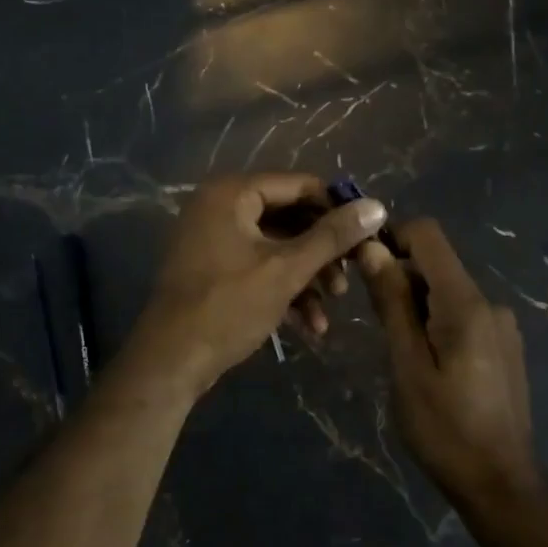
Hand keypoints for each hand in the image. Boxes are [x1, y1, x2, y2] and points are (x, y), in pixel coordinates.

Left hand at [129, 173, 387, 396]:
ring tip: (332, 306)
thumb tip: (377, 206)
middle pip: (289, 217)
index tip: (366, 235)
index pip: (299, 185)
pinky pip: (258, 268)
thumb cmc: (228, 306)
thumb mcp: (287, 269)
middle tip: (351, 276)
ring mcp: (213, 240)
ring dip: (307, 276)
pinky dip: (284, 290)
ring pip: (276, 247)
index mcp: (231, 193)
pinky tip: (310, 324)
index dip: (336, 208)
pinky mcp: (213, 271)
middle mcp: (219, 207)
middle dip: (322, 252)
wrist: (171, 361)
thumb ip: (332, 236)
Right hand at [357, 219, 536, 496]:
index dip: (391, 239)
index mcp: (465, 303)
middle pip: (435, 264)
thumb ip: (392, 303)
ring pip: (446, 292)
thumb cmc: (444, 428)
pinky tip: (427, 364)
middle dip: (399, 279)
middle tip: (374, 324)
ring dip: (415, 306)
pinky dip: (435, 323)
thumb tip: (372, 248)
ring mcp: (501, 325)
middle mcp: (489, 303)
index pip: (428, 235)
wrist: (500, 483)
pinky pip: (462, 315)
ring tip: (399, 351)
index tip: (362, 267)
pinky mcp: (503, 345)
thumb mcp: (407, 365)